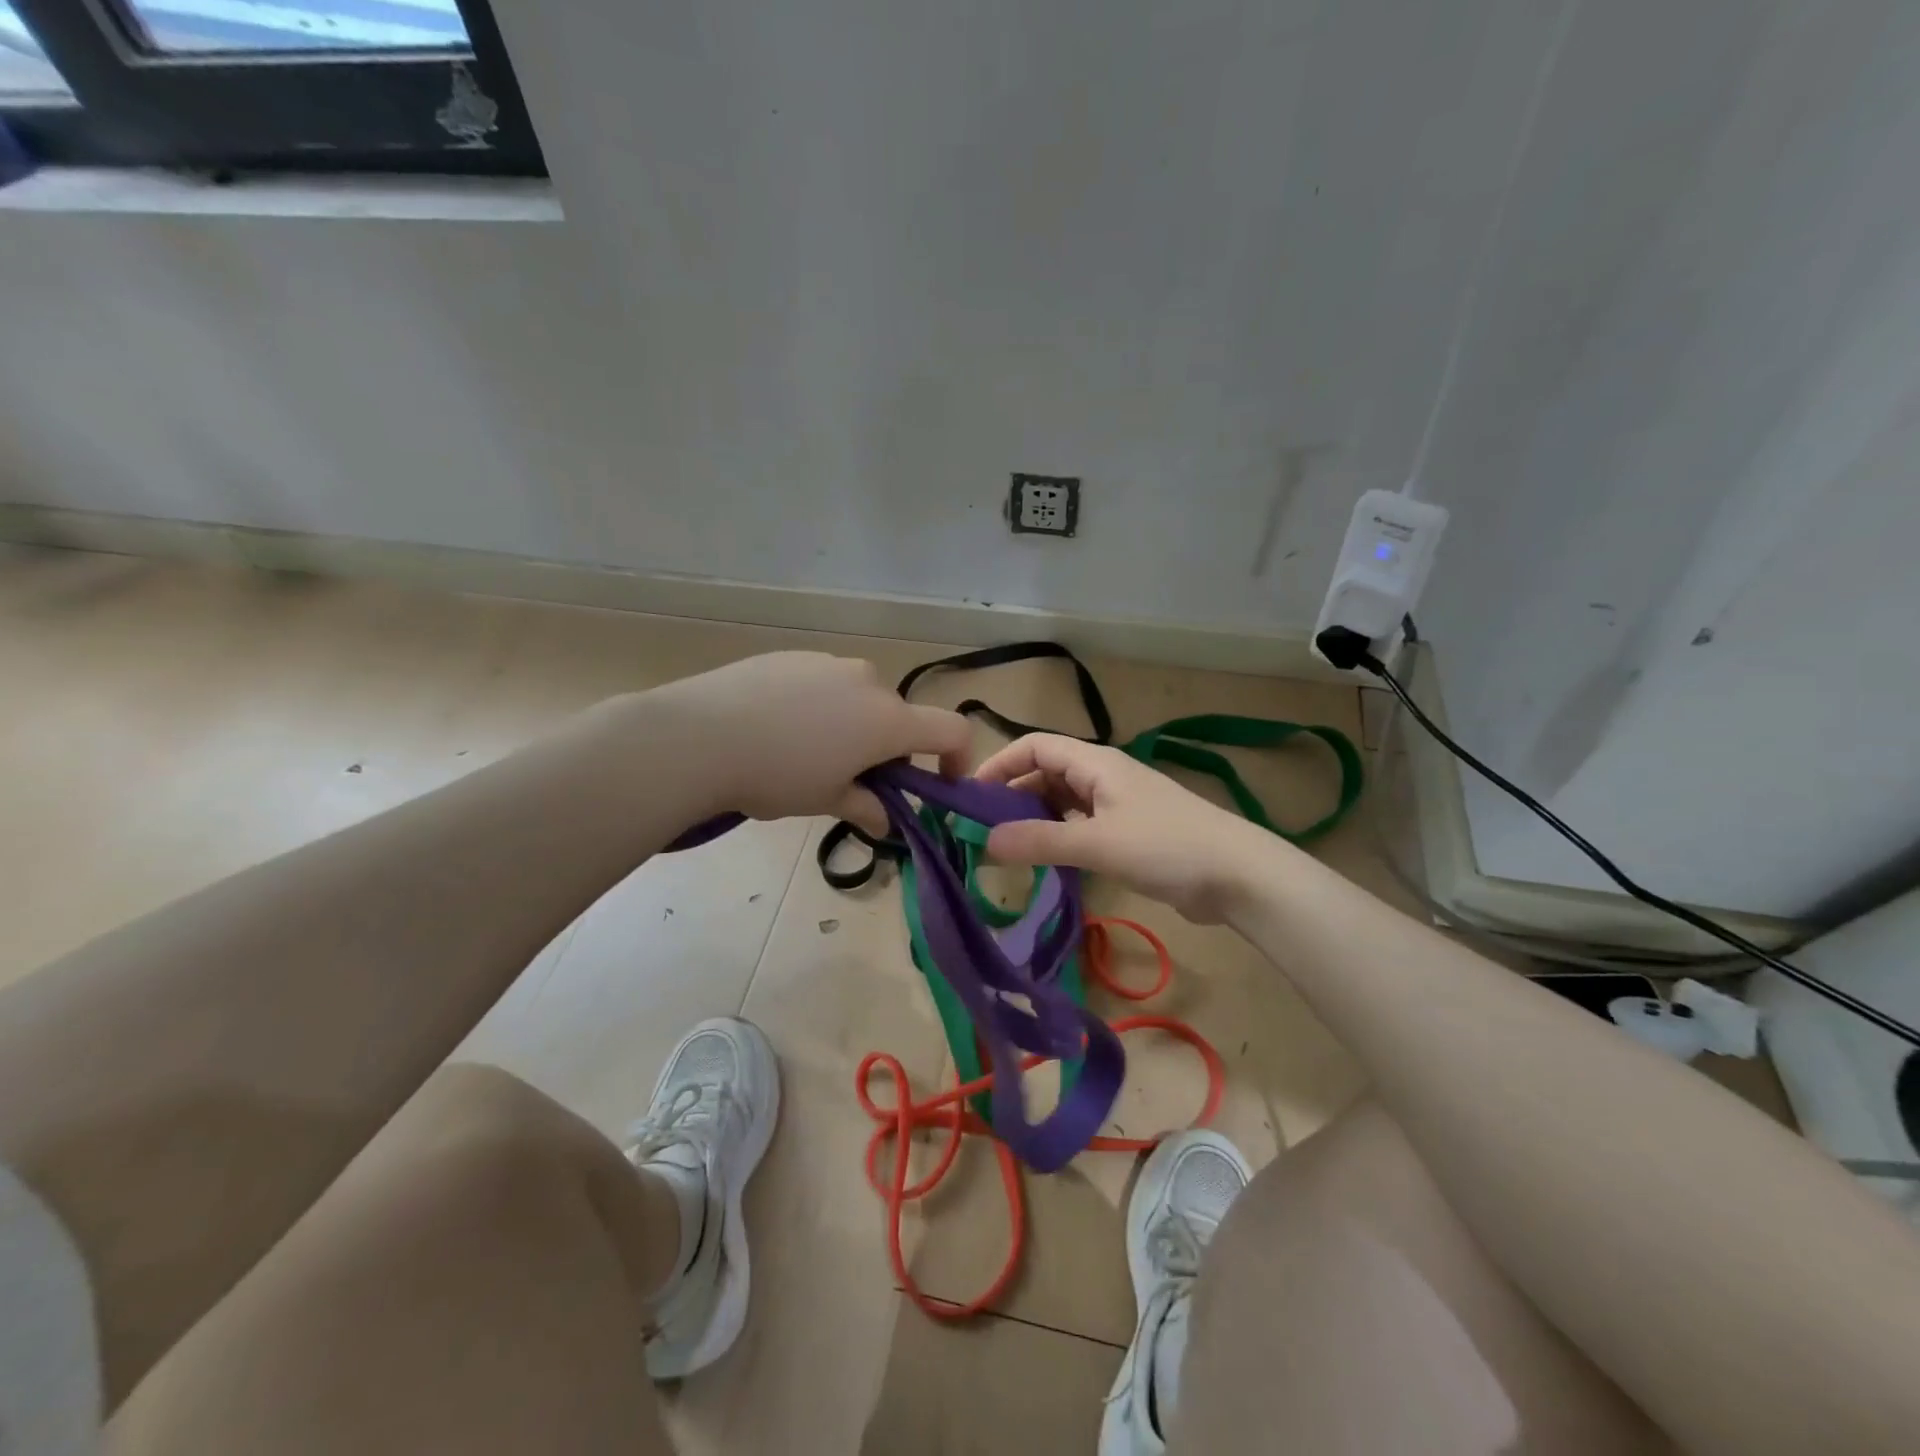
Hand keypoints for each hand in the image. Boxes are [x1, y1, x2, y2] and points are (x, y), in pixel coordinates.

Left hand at [660, 653, 970, 833]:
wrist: (698, 736)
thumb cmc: (776, 776)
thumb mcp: (826, 799)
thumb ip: (865, 807)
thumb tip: (884, 821)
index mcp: (887, 720)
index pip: (952, 730)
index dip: (958, 758)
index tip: (940, 784)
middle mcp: (868, 682)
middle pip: (899, 717)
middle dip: (889, 750)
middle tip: (854, 781)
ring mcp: (828, 663)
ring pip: (859, 699)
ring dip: (853, 727)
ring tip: (808, 755)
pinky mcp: (793, 656)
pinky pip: (823, 684)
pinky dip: (820, 707)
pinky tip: (778, 728)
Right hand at [973, 733, 1280, 921]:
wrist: (1238, 875)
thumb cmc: (1166, 846)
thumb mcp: (1097, 843)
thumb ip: (1040, 841)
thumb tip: (984, 843)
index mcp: (1095, 763)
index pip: (1034, 747)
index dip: (999, 764)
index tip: (970, 796)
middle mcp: (1103, 777)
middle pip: (1045, 774)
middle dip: (1011, 797)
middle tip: (981, 832)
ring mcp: (1117, 805)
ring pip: (1062, 802)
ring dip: (1034, 820)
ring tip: (1005, 850)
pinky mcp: (1129, 833)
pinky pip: (1080, 826)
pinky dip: (1058, 837)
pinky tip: (1045, 862)